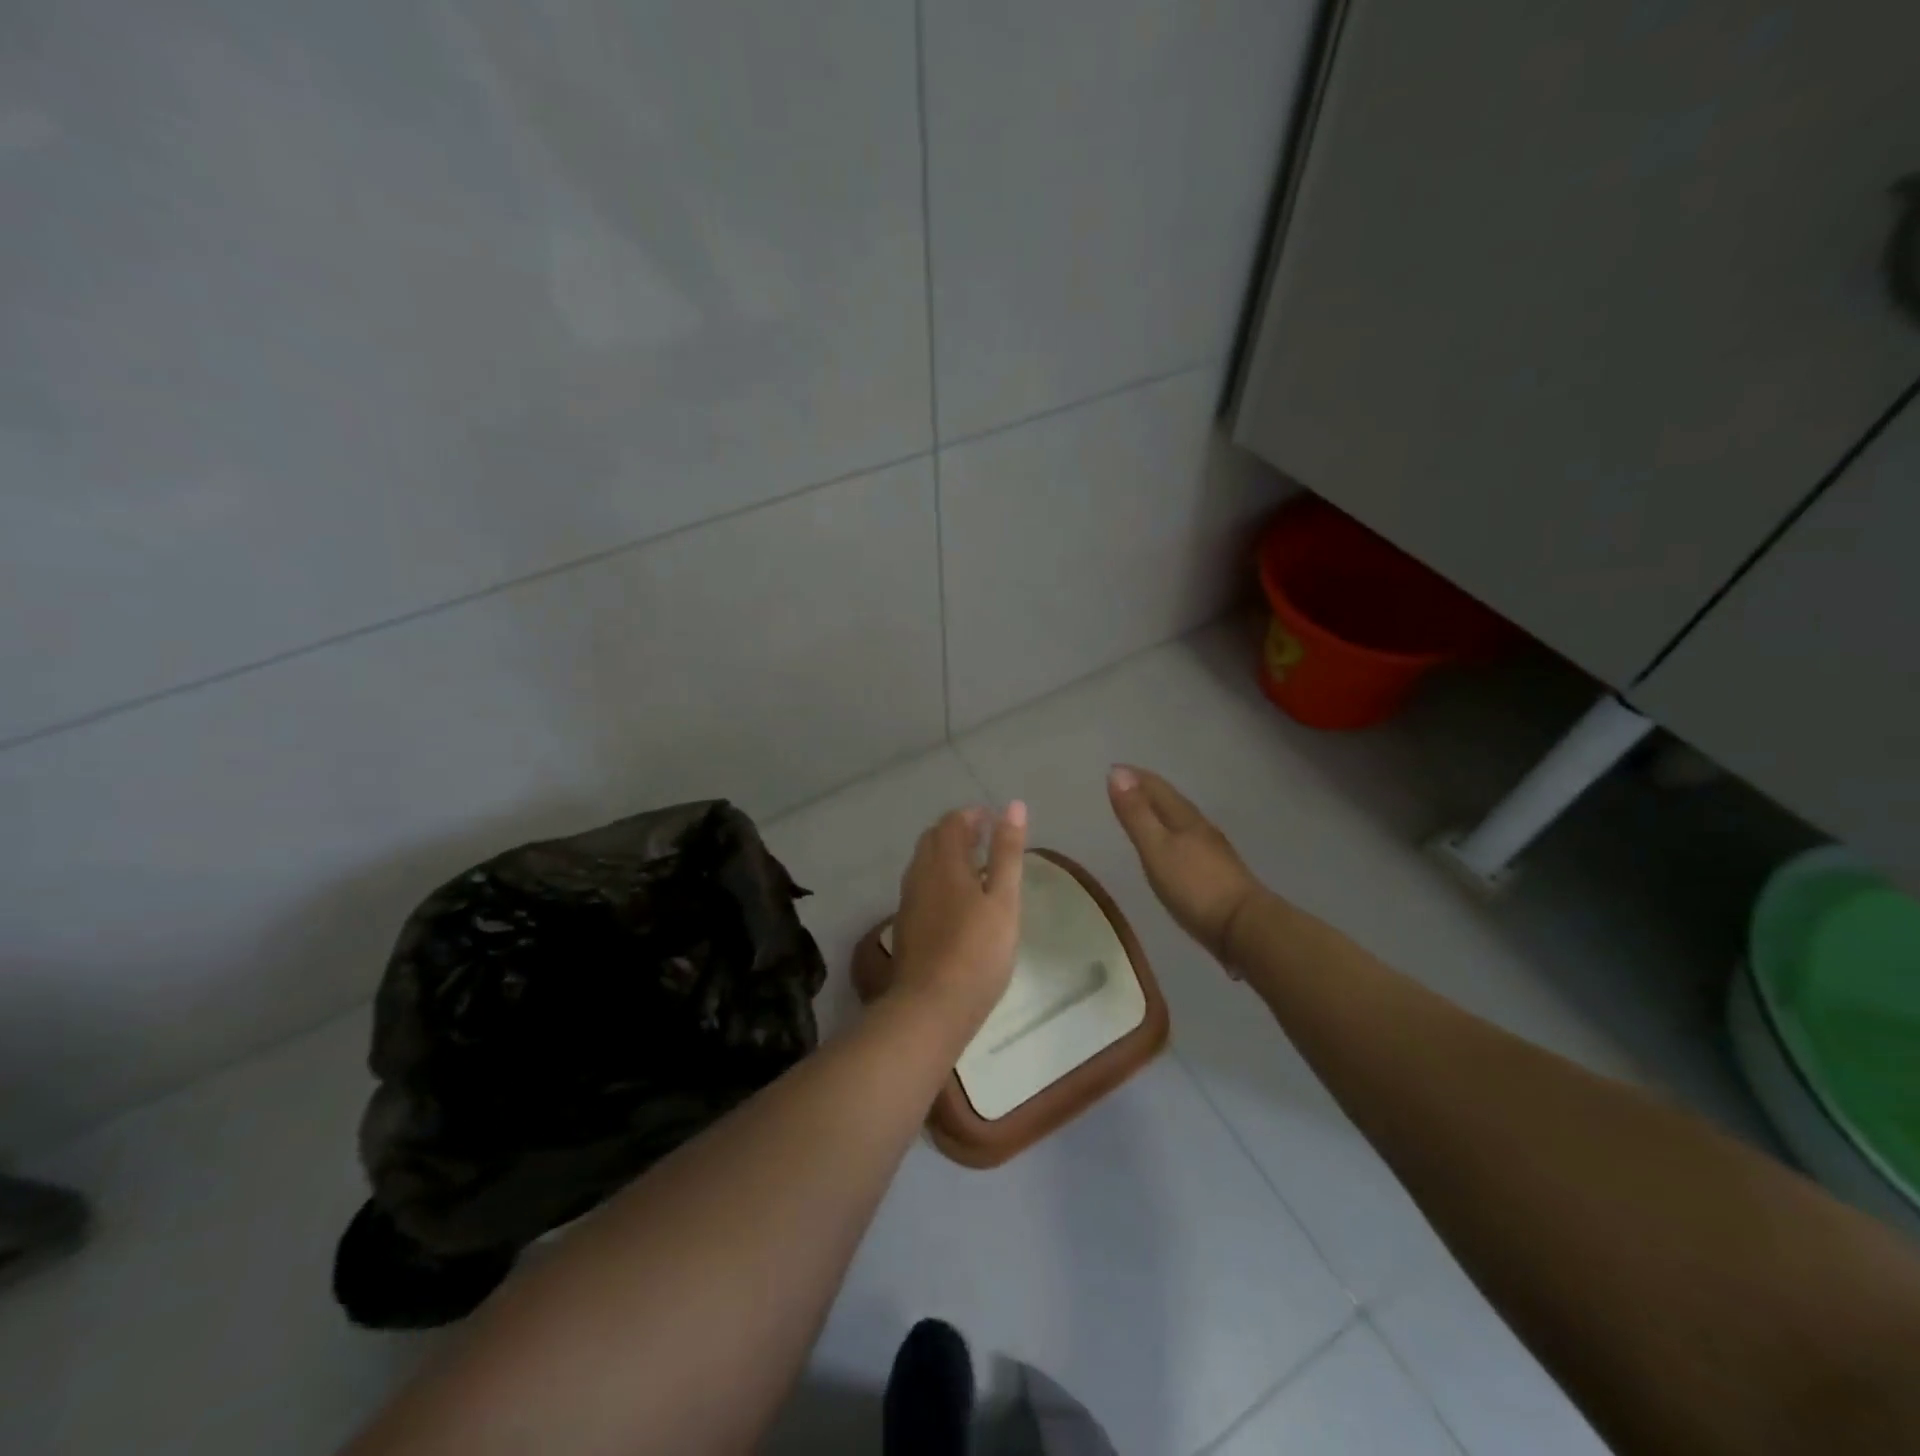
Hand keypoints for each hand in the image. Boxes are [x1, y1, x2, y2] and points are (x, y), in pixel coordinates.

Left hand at [891, 802, 1027, 1031]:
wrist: (931, 1007)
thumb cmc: (977, 952)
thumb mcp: (1003, 900)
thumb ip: (1006, 853)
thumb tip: (1012, 806)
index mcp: (944, 862)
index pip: (952, 822)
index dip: (974, 815)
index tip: (996, 822)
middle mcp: (920, 874)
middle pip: (934, 838)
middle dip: (959, 831)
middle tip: (988, 841)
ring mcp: (909, 900)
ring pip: (925, 863)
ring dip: (948, 856)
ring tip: (977, 870)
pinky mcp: (906, 925)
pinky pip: (922, 886)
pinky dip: (940, 879)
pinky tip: (958, 902)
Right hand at [1107, 766, 1262, 972]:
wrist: (1245, 928)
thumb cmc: (1194, 886)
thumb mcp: (1156, 849)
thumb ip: (1136, 814)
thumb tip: (1117, 773)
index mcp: (1185, 818)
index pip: (1157, 788)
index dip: (1135, 777)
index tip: (1113, 768)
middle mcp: (1201, 828)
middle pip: (1171, 801)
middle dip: (1148, 790)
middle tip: (1125, 785)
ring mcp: (1213, 851)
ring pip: (1182, 821)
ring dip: (1161, 812)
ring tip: (1144, 813)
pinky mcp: (1218, 873)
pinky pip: (1188, 842)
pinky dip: (1172, 835)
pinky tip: (1171, 848)